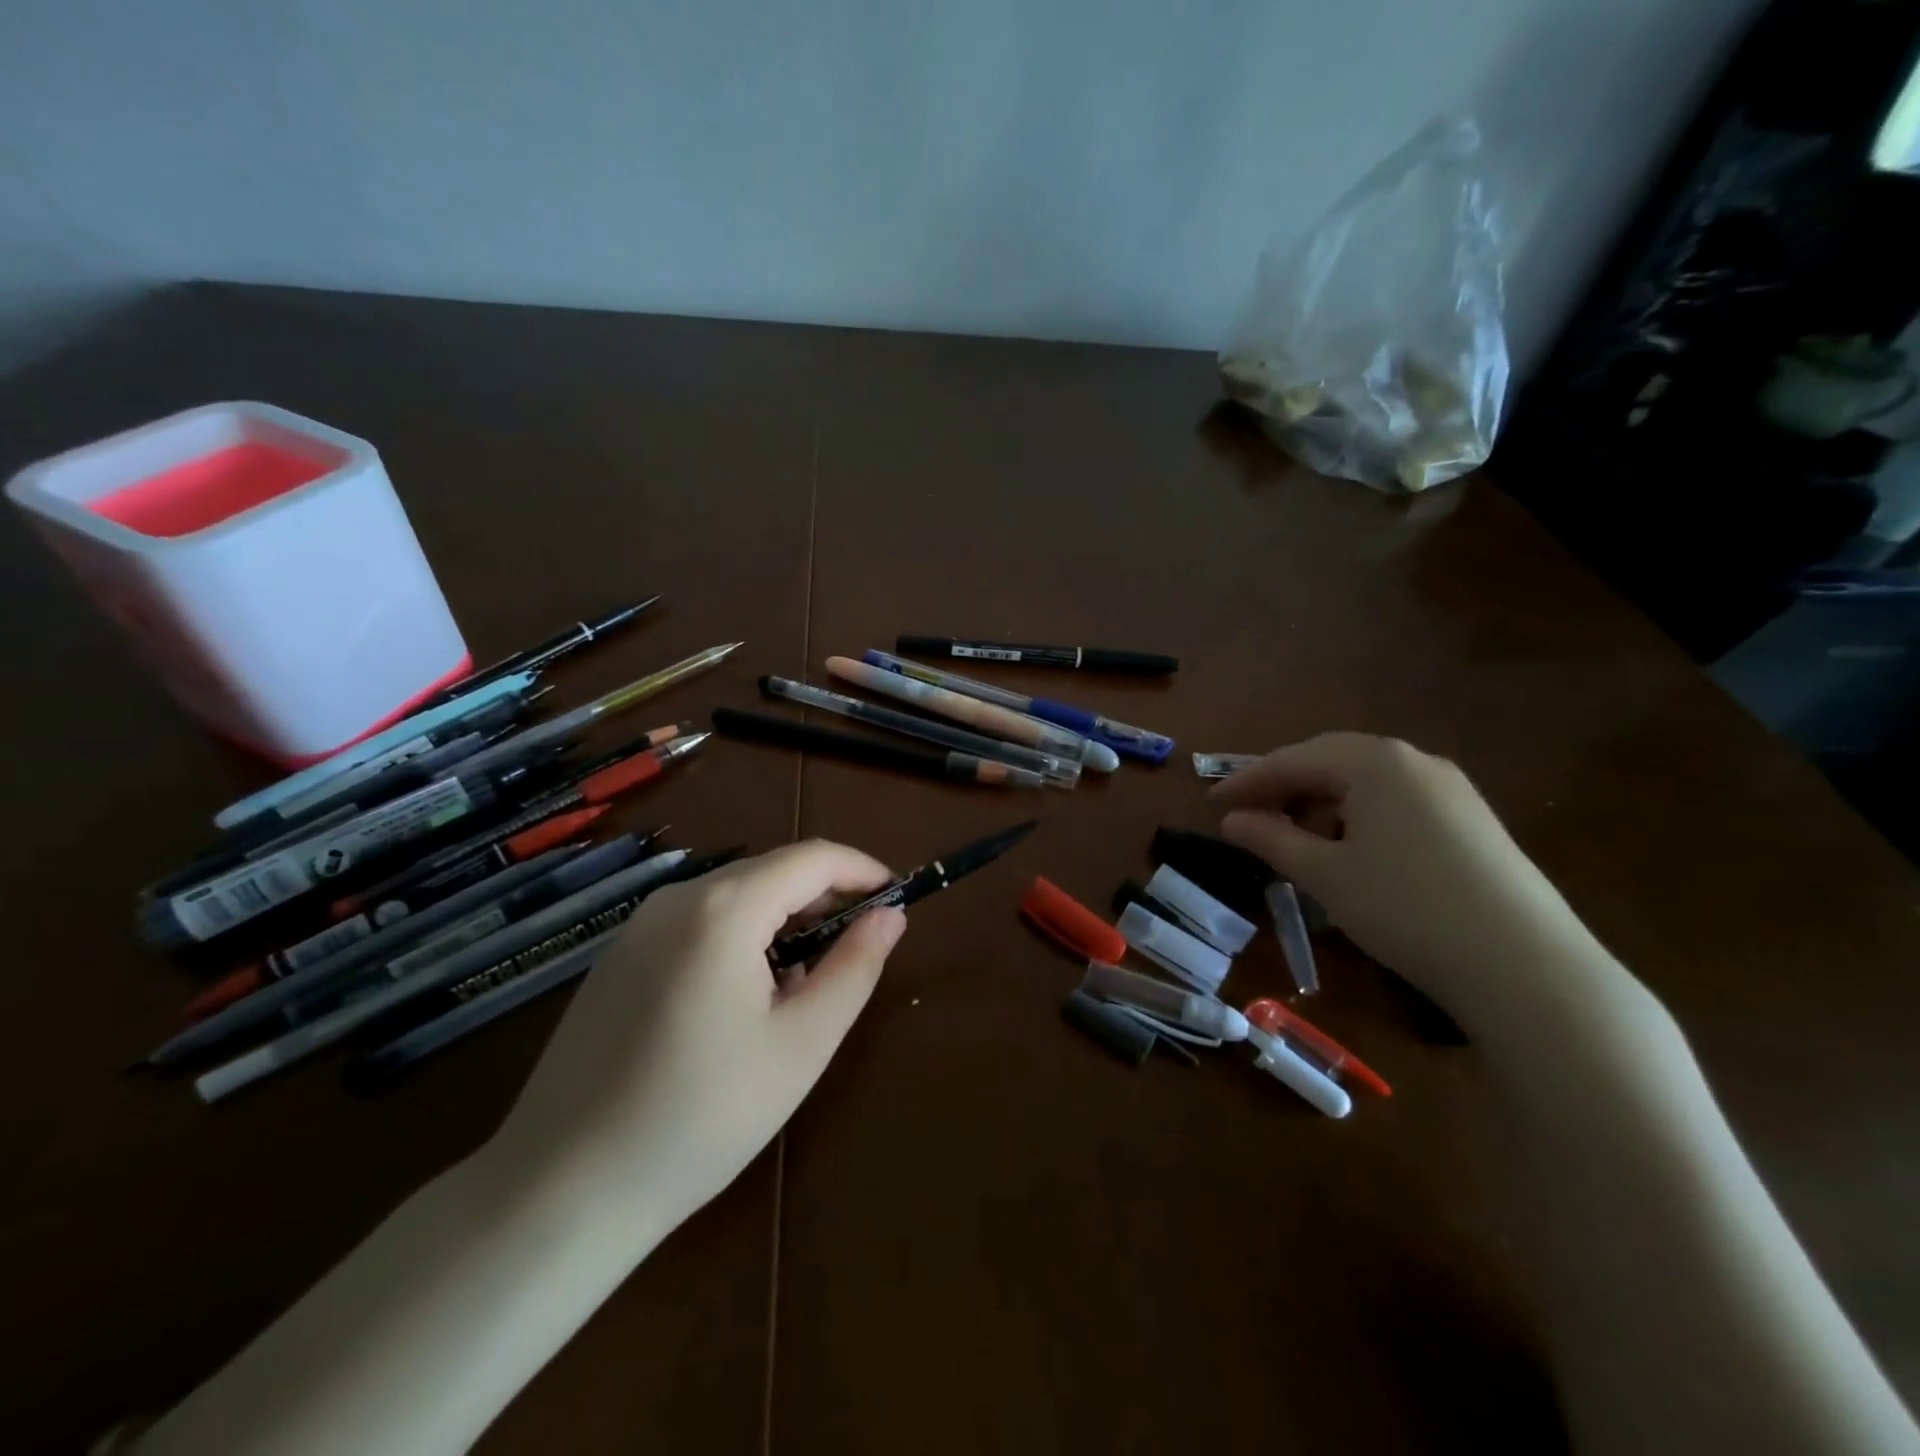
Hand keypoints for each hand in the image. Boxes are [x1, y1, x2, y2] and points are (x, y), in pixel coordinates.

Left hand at [483, 840, 906, 1238]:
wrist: (560, 1192)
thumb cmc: (701, 1116)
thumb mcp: (802, 1044)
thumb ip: (854, 967)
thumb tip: (890, 915)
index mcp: (724, 908)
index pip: (812, 858)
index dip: (863, 870)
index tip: (898, 897)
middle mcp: (677, 898)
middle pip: (772, 872)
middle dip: (825, 898)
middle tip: (859, 949)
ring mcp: (638, 927)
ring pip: (735, 897)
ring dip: (783, 922)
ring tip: (806, 984)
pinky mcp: (618, 959)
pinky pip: (698, 924)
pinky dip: (740, 939)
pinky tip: (744, 1001)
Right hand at [1212, 733, 1611, 1031]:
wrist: (1526, 967)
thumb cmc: (1406, 908)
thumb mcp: (1326, 875)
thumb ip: (1272, 839)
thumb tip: (1231, 820)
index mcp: (1375, 762)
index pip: (1294, 759)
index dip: (1248, 780)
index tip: (1213, 802)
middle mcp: (1415, 761)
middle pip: (1332, 761)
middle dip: (1285, 785)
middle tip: (1249, 813)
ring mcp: (1451, 789)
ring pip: (1367, 782)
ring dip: (1322, 801)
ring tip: (1296, 836)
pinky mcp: (1473, 821)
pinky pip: (1398, 802)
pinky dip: (1360, 816)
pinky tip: (1352, 850)